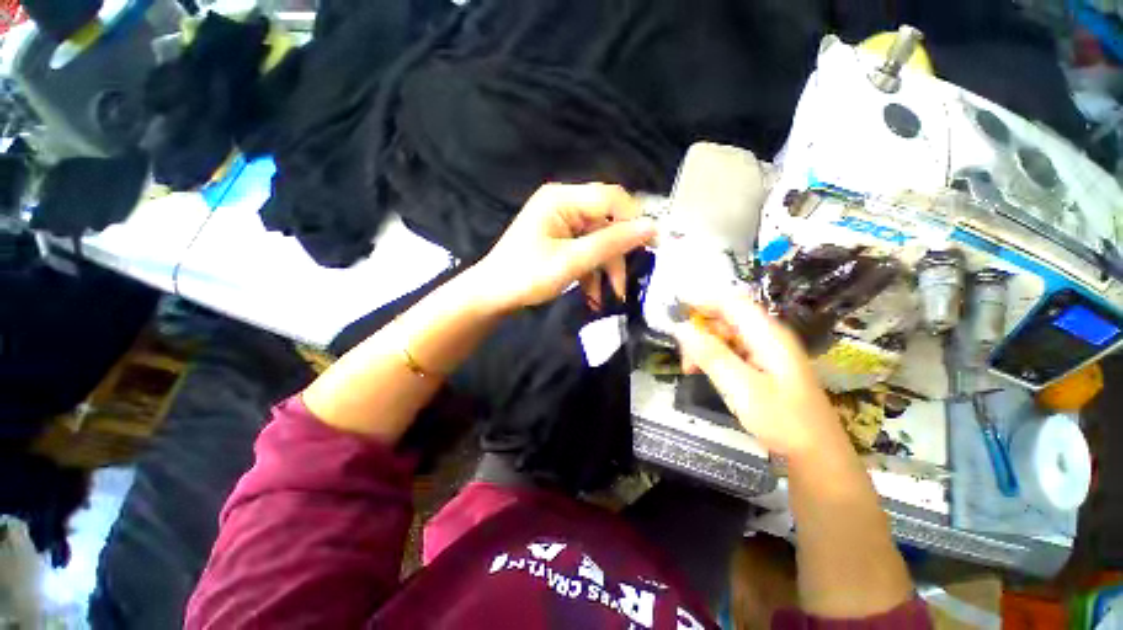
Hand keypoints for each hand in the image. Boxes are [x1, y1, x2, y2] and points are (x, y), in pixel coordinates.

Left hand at [472, 183, 656, 312]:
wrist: (492, 296)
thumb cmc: (527, 276)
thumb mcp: (572, 262)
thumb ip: (611, 243)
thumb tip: (651, 227)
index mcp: (562, 199)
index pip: (611, 198)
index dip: (635, 220)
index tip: (654, 245)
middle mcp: (564, 204)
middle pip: (606, 222)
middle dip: (616, 255)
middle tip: (625, 283)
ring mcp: (561, 223)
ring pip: (598, 240)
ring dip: (606, 268)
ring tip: (611, 296)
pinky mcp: (560, 240)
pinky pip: (585, 250)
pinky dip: (592, 271)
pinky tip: (593, 295)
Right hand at [673, 295, 844, 459]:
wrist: (816, 454)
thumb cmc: (782, 420)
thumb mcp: (741, 388)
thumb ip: (711, 355)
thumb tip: (681, 327)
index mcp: (767, 335)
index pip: (731, 301)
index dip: (702, 299)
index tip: (674, 308)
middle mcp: (767, 336)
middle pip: (727, 316)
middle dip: (699, 328)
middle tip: (682, 352)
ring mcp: (766, 350)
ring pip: (726, 333)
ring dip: (703, 344)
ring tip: (689, 368)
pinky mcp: (763, 364)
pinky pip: (732, 349)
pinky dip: (713, 356)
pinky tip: (705, 372)